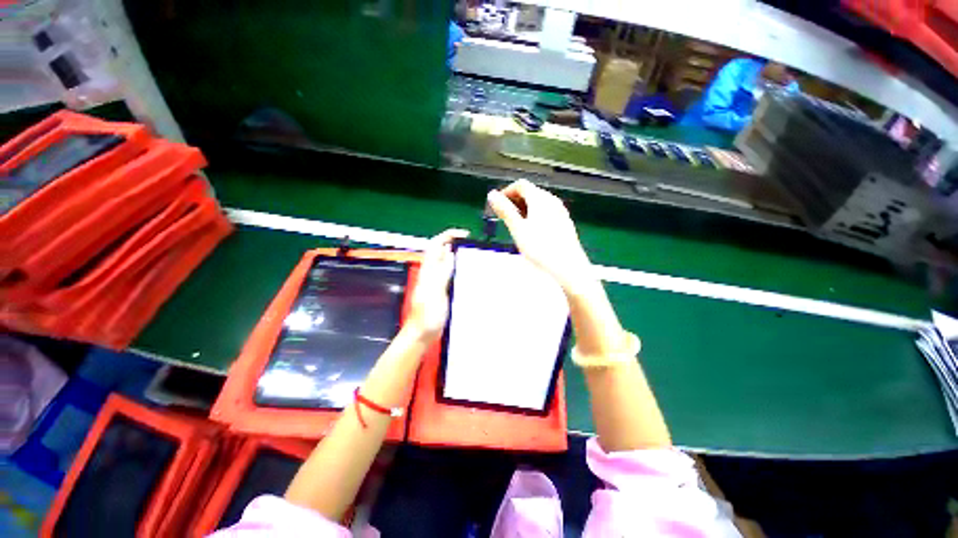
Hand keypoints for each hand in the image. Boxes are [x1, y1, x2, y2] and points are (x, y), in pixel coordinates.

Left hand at [404, 229, 468, 341]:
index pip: (435, 245)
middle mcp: (431, 273)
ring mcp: (435, 281)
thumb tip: (450, 253)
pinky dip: (458, 266)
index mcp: (428, 271)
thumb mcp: (436, 292)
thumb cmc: (427, 315)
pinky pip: (449, 272)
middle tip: (470, 243)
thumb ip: (442, 273)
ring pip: (445, 261)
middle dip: (454, 241)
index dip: (447, 235)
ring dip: (456, 253)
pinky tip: (467, 271)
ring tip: (471, 253)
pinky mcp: (441, 289)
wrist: (422, 334)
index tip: (464, 234)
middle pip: (440, 250)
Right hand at [487, 180, 593, 293]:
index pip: (521, 185)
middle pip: (531, 193)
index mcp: (540, 199)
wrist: (567, 267)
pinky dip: (535, 216)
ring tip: (516, 226)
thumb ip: (505, 211)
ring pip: (539, 204)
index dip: (506, 192)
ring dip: (525, 209)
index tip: (498, 205)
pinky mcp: (565, 223)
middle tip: (505, 217)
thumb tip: (492, 195)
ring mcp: (561, 212)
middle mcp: (552, 201)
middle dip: (515, 201)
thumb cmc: (541, 249)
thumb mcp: (518, 229)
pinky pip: (547, 213)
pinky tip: (532, 233)